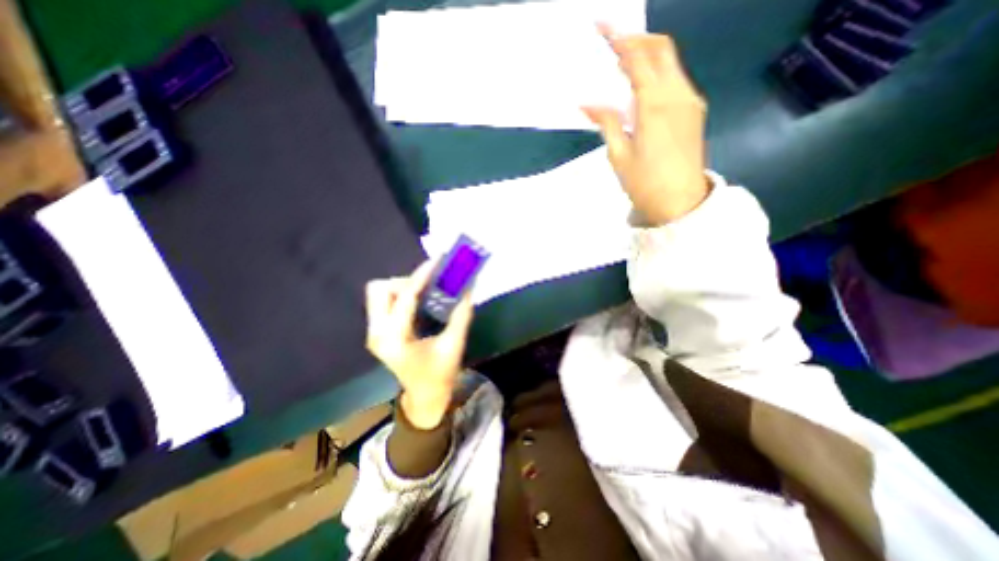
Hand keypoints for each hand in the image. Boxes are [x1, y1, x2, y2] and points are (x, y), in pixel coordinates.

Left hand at [365, 263, 475, 429]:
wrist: (425, 396)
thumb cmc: (440, 373)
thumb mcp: (454, 344)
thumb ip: (461, 314)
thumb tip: (468, 287)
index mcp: (395, 339)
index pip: (405, 297)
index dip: (422, 276)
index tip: (437, 260)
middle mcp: (377, 333)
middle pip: (379, 290)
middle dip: (404, 282)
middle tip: (428, 286)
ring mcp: (374, 333)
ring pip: (379, 293)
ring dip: (401, 287)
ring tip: (425, 293)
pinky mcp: (378, 333)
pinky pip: (384, 303)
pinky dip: (400, 295)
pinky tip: (419, 301)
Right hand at [583, 30, 713, 226]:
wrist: (681, 202)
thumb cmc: (645, 183)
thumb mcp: (618, 155)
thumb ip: (606, 123)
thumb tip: (588, 103)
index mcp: (654, 105)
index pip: (636, 58)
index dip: (618, 38)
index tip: (602, 25)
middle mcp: (677, 94)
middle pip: (661, 48)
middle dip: (636, 38)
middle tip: (613, 44)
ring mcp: (690, 100)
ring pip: (671, 62)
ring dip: (647, 56)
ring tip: (623, 68)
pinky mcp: (694, 110)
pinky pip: (676, 79)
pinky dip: (658, 73)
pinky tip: (642, 90)